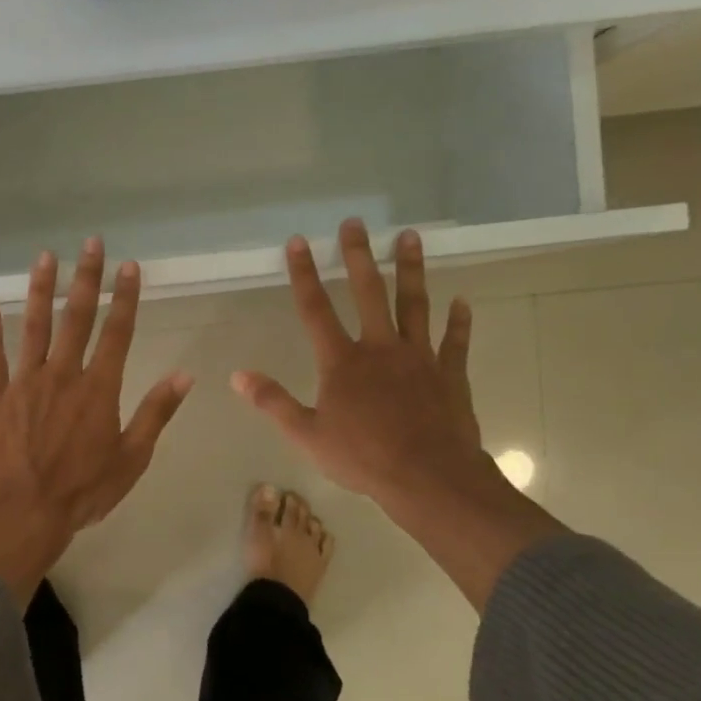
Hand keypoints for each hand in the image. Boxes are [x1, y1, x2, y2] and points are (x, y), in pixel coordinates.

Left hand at [0, 239, 193, 605]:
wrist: (23, 513)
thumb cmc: (83, 490)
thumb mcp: (132, 457)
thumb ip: (156, 412)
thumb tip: (184, 376)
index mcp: (99, 388)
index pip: (117, 332)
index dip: (125, 297)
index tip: (129, 266)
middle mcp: (62, 375)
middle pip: (76, 318)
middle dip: (86, 278)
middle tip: (90, 242)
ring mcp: (25, 383)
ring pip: (34, 327)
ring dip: (41, 290)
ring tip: (45, 257)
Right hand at [232, 219, 562, 609]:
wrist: (428, 477)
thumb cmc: (363, 457)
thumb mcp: (306, 434)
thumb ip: (273, 402)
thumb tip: (238, 375)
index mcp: (342, 362)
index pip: (315, 310)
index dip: (304, 275)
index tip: (298, 241)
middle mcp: (380, 348)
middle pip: (368, 293)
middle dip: (358, 256)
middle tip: (355, 223)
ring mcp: (419, 358)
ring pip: (415, 304)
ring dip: (411, 270)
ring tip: (410, 237)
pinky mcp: (449, 374)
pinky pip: (455, 341)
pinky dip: (458, 321)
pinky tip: (462, 302)